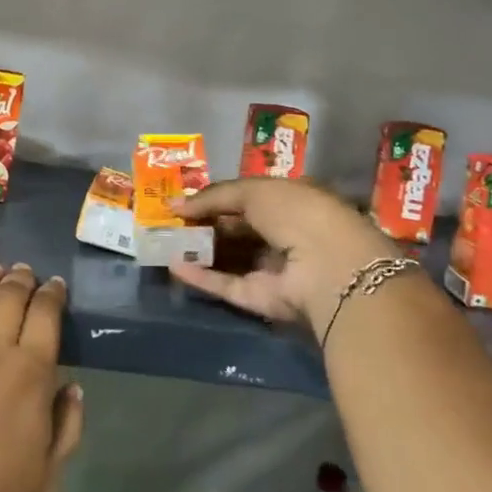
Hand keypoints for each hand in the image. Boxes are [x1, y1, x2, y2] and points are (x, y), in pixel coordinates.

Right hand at [167, 179, 397, 332]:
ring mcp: (274, 270)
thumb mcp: (254, 191)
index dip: (218, 198)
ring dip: (200, 250)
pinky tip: (173, 266)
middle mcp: (285, 236)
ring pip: (231, 258)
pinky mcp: (263, 300)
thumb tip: (176, 205)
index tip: (186, 200)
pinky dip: (201, 277)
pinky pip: (227, 285)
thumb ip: (215, 196)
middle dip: (206, 224)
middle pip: (239, 230)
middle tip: (170, 221)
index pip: (250, 199)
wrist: (327, 266)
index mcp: (292, 203)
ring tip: (164, 241)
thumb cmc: (296, 213)